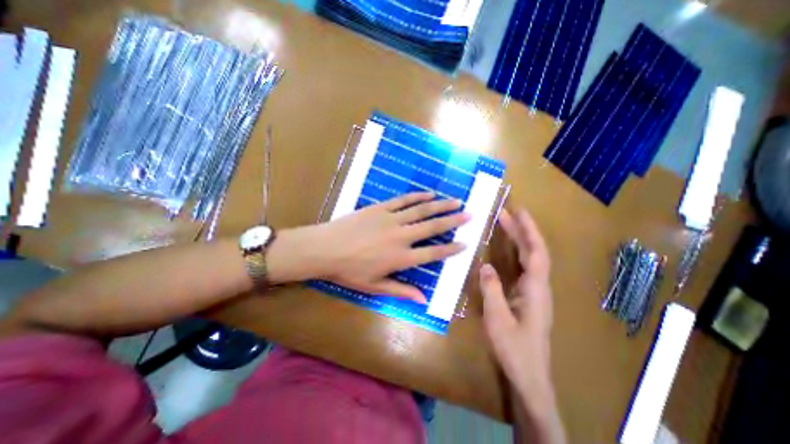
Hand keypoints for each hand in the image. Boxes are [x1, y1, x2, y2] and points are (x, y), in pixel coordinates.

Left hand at [271, 193, 467, 302]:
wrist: (325, 248)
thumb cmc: (349, 271)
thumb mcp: (375, 286)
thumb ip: (401, 291)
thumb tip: (423, 299)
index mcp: (401, 258)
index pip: (433, 253)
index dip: (450, 249)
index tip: (465, 243)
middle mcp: (401, 236)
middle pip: (433, 227)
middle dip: (453, 221)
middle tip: (470, 214)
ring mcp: (391, 219)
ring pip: (422, 210)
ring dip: (440, 206)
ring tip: (456, 201)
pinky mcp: (381, 208)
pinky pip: (403, 200)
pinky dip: (418, 197)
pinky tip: (429, 194)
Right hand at [481, 210, 553, 410]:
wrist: (529, 375)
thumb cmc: (514, 348)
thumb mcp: (497, 319)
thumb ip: (492, 290)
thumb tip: (485, 265)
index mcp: (535, 290)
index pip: (536, 253)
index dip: (529, 231)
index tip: (519, 212)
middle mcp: (539, 287)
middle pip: (534, 252)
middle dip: (522, 230)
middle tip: (506, 212)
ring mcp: (535, 292)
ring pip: (530, 259)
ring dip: (519, 240)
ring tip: (505, 224)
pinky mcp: (528, 297)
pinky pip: (523, 268)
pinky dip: (516, 253)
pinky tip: (507, 250)